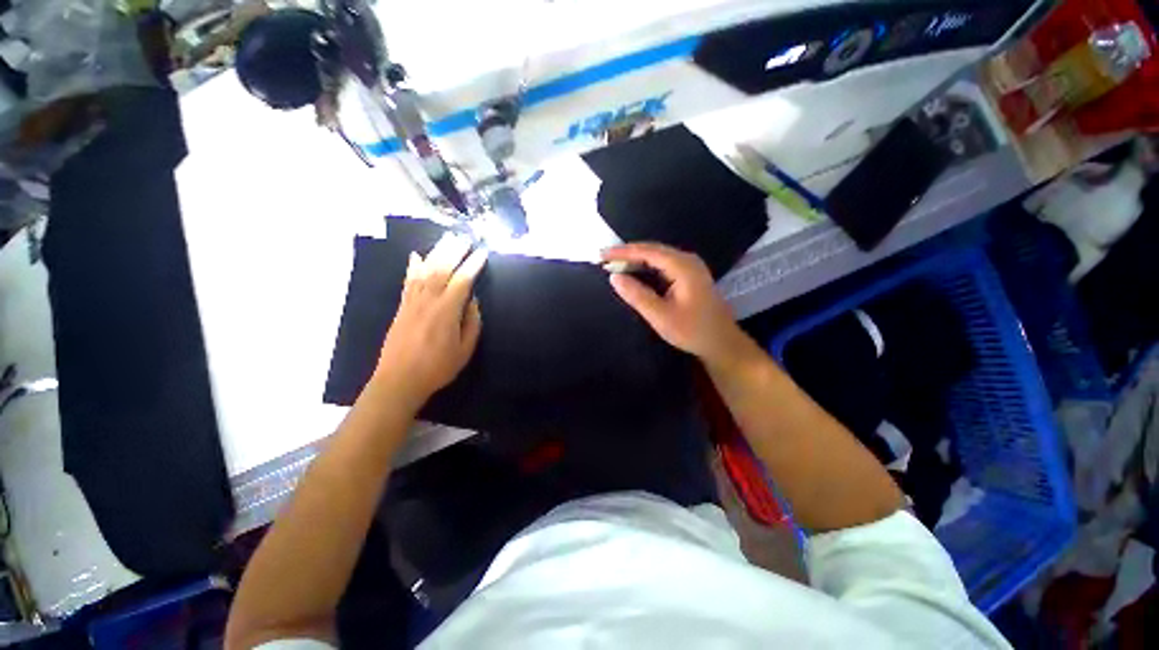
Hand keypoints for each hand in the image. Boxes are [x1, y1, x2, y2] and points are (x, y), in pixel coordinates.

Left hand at [373, 234, 486, 407]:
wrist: (399, 380)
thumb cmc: (437, 368)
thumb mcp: (465, 350)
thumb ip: (472, 323)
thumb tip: (472, 302)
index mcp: (447, 311)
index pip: (462, 281)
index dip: (474, 265)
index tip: (483, 252)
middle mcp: (428, 301)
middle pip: (442, 269)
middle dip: (455, 251)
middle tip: (465, 237)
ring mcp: (412, 302)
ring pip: (425, 270)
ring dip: (437, 252)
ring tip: (447, 239)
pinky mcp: (402, 307)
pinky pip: (408, 281)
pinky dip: (412, 266)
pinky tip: (416, 255)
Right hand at [602, 242, 754, 368]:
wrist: (721, 343)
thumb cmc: (693, 331)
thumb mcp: (661, 316)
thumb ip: (637, 295)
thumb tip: (614, 277)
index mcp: (683, 266)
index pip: (648, 252)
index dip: (623, 252)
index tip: (602, 255)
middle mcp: (687, 260)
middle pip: (652, 250)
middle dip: (627, 254)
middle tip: (604, 260)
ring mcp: (689, 267)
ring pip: (657, 257)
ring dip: (635, 260)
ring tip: (613, 264)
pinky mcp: (688, 276)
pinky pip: (662, 265)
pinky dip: (645, 268)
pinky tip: (633, 273)